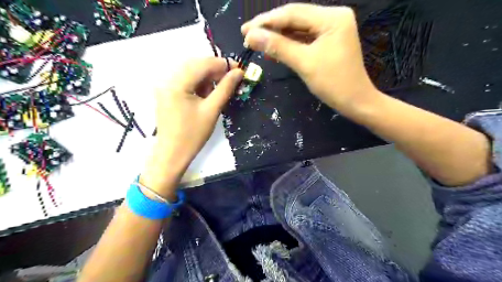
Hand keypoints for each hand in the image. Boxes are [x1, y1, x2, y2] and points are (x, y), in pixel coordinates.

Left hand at [141, 58, 242, 197]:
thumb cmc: (193, 135)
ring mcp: (165, 87)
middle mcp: (168, 80)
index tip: (239, 69)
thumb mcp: (212, 110)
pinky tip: (206, 95)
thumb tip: (238, 72)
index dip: (223, 64)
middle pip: (196, 65)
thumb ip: (225, 88)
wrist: (172, 154)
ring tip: (219, 90)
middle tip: (232, 79)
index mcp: (177, 83)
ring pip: (191, 73)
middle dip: (215, 70)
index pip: (203, 64)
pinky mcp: (167, 94)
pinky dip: (199, 85)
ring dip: (207, 78)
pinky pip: (185, 82)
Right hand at [242, 4, 380, 112]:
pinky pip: (303, 39)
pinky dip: (288, 45)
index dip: (265, 22)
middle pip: (294, 18)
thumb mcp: (304, 63)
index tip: (244, 31)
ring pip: (297, 29)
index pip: (292, 13)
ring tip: (256, 43)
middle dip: (270, 28)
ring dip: (277, 37)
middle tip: (247, 35)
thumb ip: (278, 47)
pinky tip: (273, 50)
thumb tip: (251, 36)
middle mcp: (332, 17)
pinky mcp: (328, 41)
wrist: (356, 102)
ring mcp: (331, 29)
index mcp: (331, 17)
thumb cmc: (334, 84)